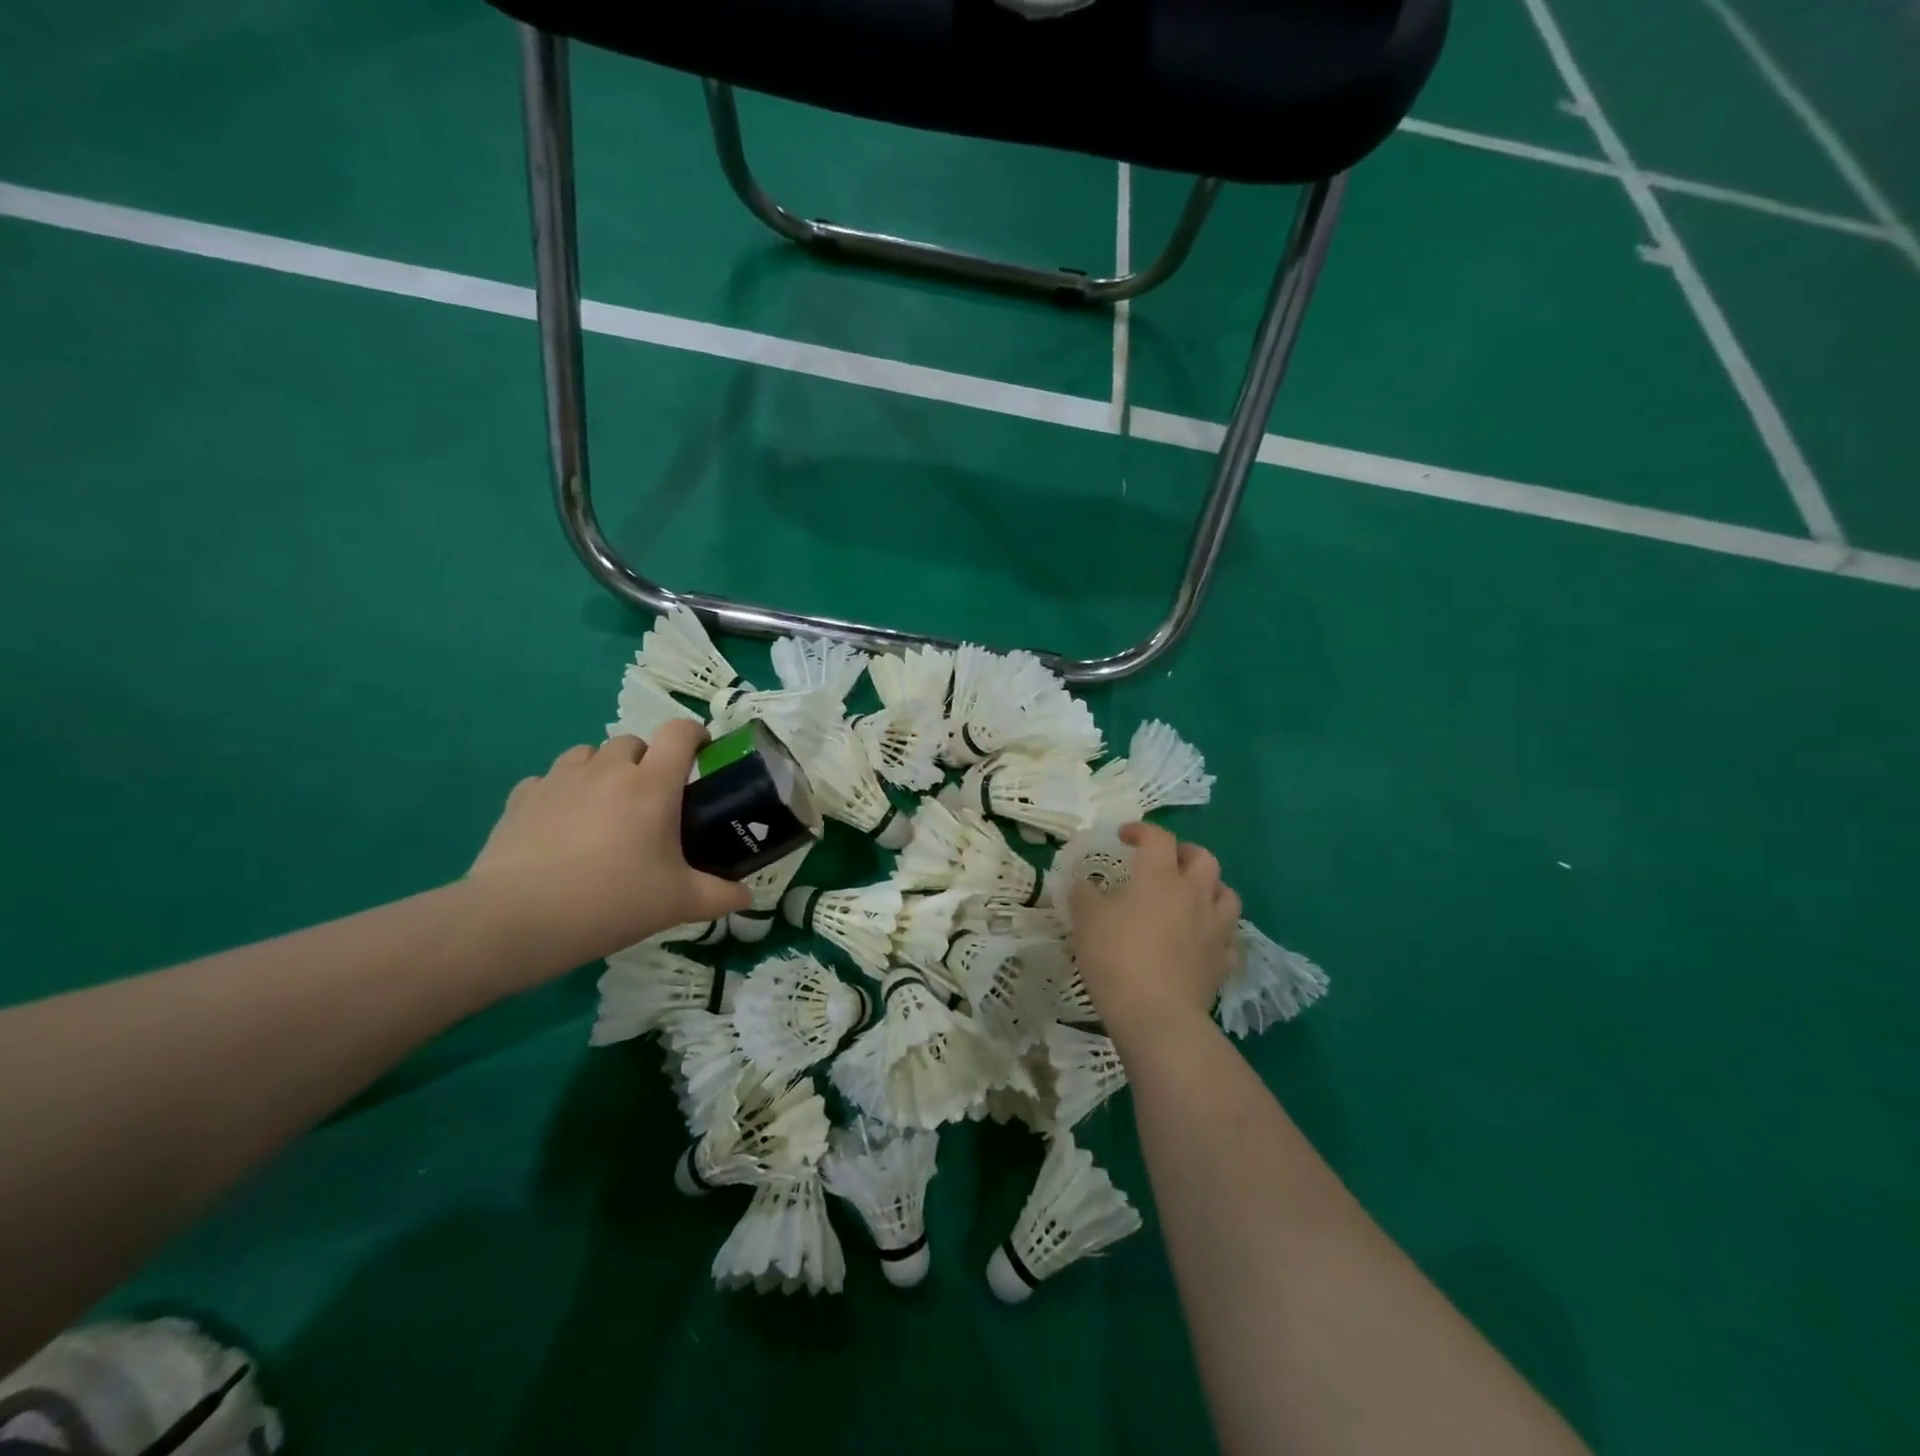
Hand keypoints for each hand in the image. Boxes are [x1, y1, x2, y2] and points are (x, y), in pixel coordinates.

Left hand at [468, 722, 751, 966]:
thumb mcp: (678, 903)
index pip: (680, 732)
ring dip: (603, 770)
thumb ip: (720, 896)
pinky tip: (561, 824)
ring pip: (588, 754)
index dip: (695, 734)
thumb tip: (747, 898)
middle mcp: (608, 770)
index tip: (702, 753)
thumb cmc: (612, 902)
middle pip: (633, 742)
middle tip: (651, 800)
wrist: (519, 919)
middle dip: (647, 761)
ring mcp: (560, 780)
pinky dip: (561, 791)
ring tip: (604, 808)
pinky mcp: (521, 798)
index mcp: (652, 785)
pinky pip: (548, 780)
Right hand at [1069, 823, 1240, 1038]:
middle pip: (1204, 859)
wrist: (1155, 1014)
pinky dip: (1217, 931)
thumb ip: (1084, 894)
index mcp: (1160, 876)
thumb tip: (1084, 884)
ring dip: (1211, 888)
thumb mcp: (1086, 919)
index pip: (1158, 838)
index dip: (1142, 831)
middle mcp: (1194, 894)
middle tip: (1166, 862)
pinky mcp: (1222, 961)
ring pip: (1226, 894)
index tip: (1124, 836)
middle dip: (1185, 853)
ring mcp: (1214, 928)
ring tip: (1192, 896)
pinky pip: (1228, 937)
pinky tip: (1202, 939)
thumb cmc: (1116, 957)